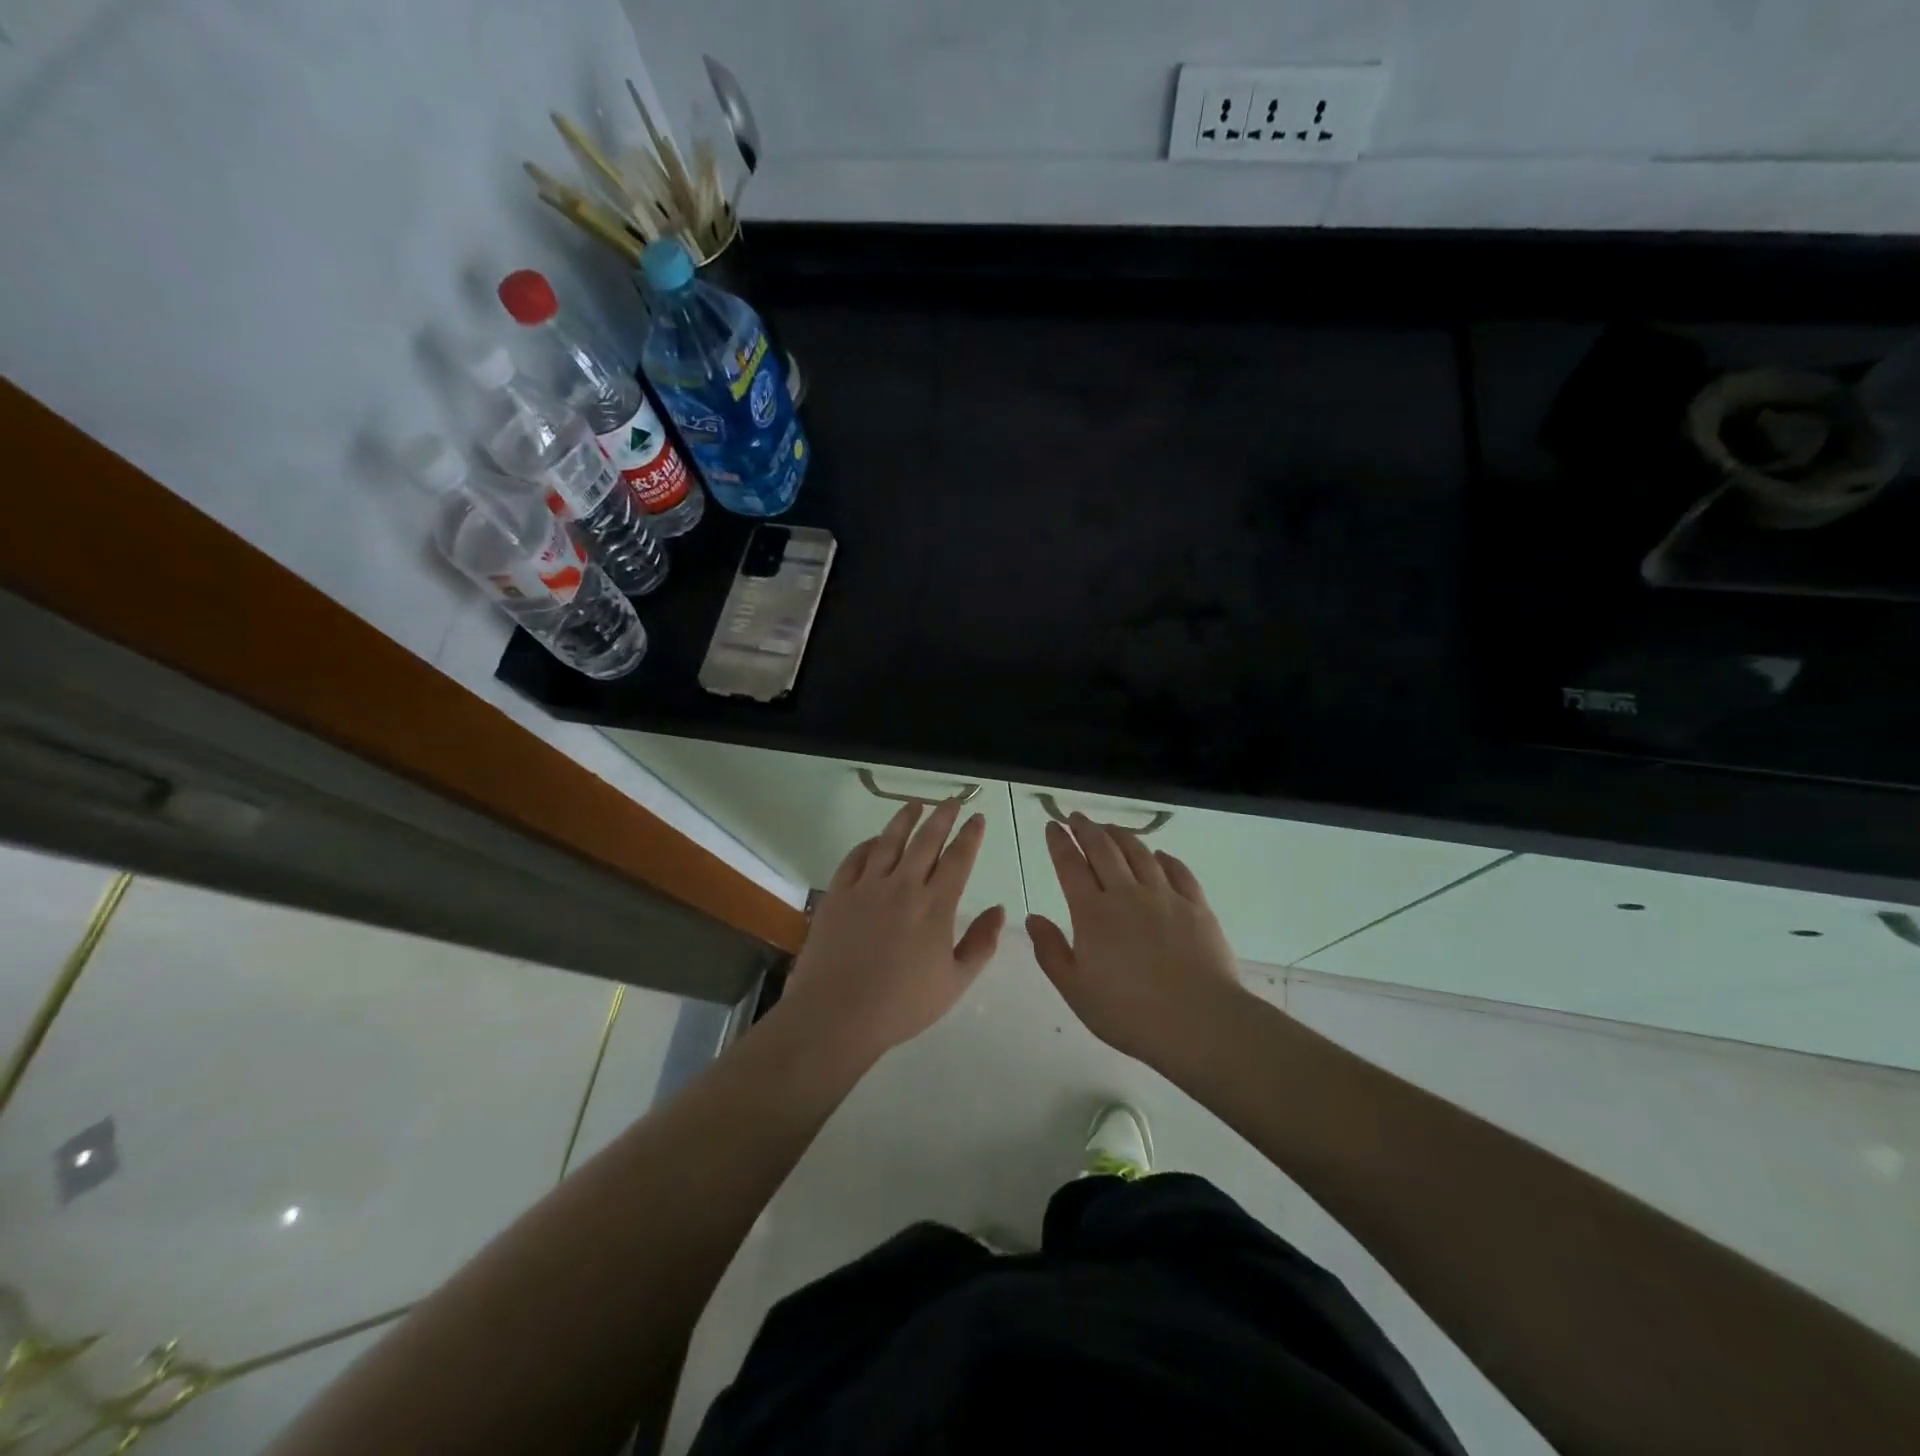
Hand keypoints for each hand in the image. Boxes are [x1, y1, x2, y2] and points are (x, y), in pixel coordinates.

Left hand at [776, 798, 1005, 1068]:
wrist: (837, 1014)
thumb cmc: (902, 1005)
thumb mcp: (955, 983)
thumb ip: (981, 944)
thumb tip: (1000, 910)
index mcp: (935, 907)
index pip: (958, 859)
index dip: (970, 835)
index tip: (977, 818)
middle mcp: (903, 887)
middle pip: (926, 841)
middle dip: (942, 816)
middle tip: (951, 801)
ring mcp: (867, 887)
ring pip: (889, 841)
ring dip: (905, 819)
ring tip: (915, 804)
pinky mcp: (837, 894)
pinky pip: (855, 858)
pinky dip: (868, 844)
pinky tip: (874, 840)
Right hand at [1028, 814, 1244, 1071]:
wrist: (1199, 1022)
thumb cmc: (1128, 1012)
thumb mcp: (1076, 989)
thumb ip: (1051, 951)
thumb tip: (1032, 917)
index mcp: (1093, 913)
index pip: (1071, 866)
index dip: (1059, 843)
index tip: (1053, 826)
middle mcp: (1127, 894)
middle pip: (1104, 850)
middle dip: (1087, 829)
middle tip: (1077, 817)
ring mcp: (1165, 897)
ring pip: (1140, 853)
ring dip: (1121, 836)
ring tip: (1111, 828)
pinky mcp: (1196, 906)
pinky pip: (1179, 871)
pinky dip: (1165, 858)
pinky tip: (1160, 854)